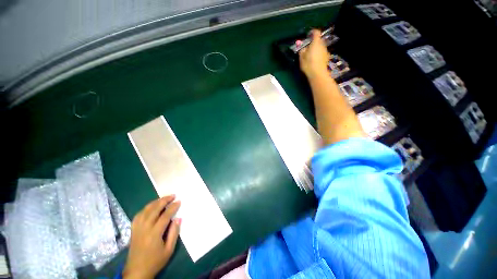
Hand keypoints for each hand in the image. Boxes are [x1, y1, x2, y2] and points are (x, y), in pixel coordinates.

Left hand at [123, 195, 181, 278]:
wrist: (137, 272)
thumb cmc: (155, 261)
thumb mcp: (169, 250)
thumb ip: (174, 233)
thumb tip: (178, 218)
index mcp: (154, 234)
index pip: (165, 216)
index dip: (172, 207)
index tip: (179, 201)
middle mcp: (144, 228)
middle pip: (154, 209)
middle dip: (164, 200)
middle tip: (173, 195)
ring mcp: (137, 228)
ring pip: (145, 210)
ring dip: (155, 202)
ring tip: (163, 198)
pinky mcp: (133, 230)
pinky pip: (138, 215)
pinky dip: (145, 208)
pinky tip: (151, 207)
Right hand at [299, 30, 330, 79]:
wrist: (318, 74)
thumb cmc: (309, 64)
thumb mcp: (302, 57)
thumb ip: (302, 50)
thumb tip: (302, 47)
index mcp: (316, 42)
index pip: (316, 32)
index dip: (312, 32)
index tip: (308, 35)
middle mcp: (322, 44)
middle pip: (318, 40)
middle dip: (313, 42)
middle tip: (307, 48)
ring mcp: (325, 51)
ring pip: (320, 47)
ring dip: (316, 49)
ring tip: (310, 55)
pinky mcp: (327, 57)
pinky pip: (321, 53)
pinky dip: (318, 54)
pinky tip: (314, 60)